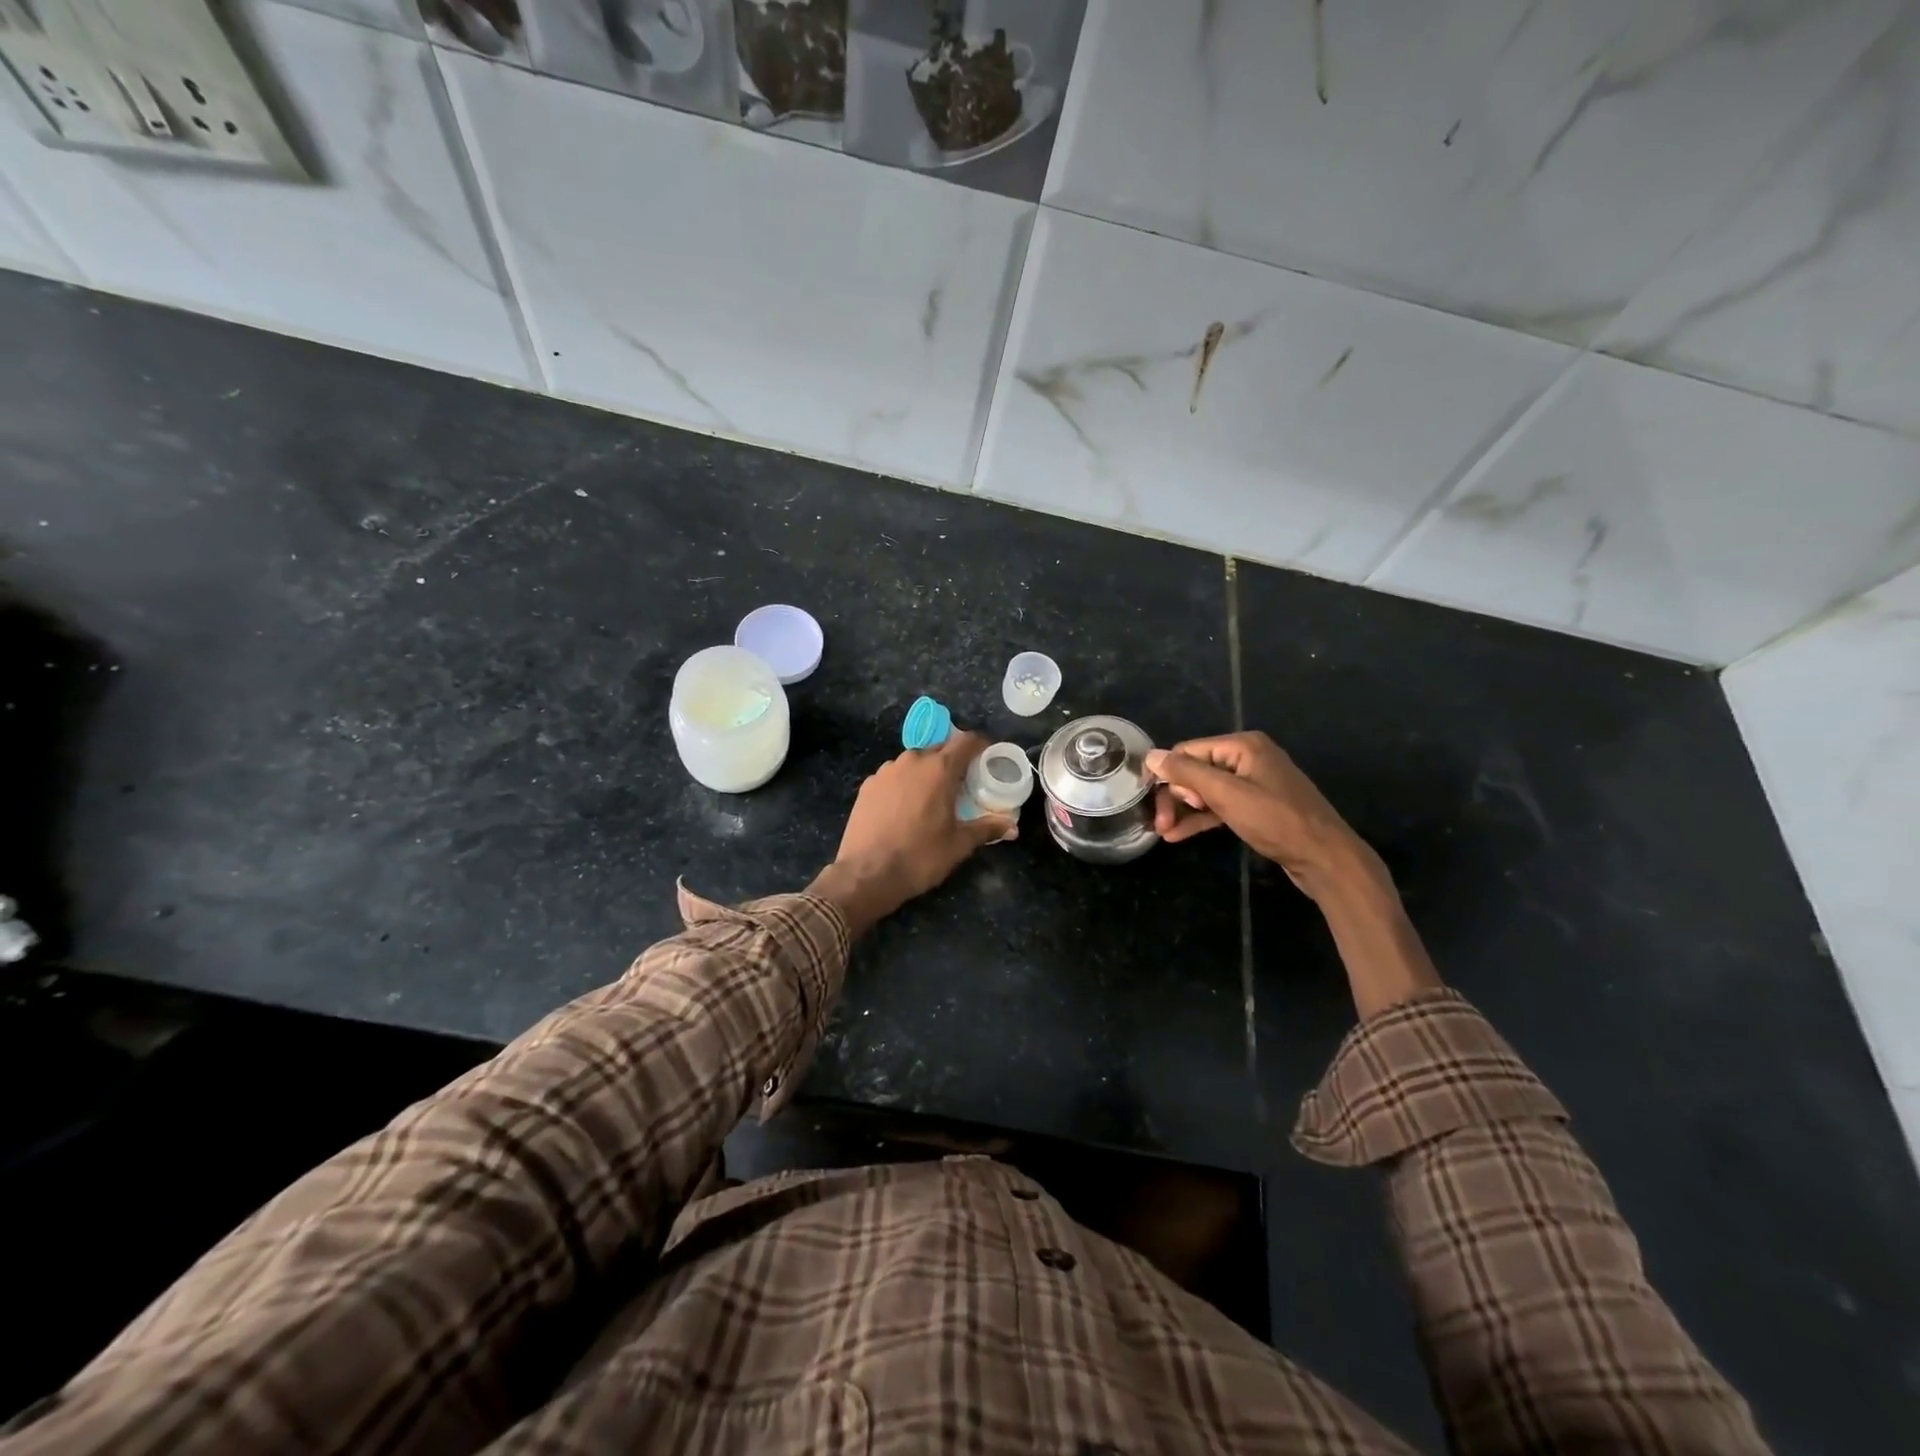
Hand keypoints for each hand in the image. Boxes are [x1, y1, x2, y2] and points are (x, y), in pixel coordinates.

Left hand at [810, 734, 1014, 934]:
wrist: (866, 874)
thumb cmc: (920, 856)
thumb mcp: (959, 844)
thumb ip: (987, 829)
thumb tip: (1012, 827)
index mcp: (940, 769)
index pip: (967, 741)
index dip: (980, 745)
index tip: (987, 758)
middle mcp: (912, 760)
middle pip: (940, 749)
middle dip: (954, 761)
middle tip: (963, 784)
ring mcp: (886, 771)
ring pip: (914, 762)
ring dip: (927, 772)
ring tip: (932, 797)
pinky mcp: (868, 785)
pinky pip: (894, 776)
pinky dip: (904, 784)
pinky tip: (904, 808)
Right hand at [1146, 732, 1376, 897]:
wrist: (1325, 858)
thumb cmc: (1276, 820)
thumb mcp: (1227, 795)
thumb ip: (1187, 773)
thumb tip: (1151, 756)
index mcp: (1243, 746)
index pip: (1187, 752)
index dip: (1169, 777)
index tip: (1160, 807)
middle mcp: (1247, 758)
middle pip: (1195, 771)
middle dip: (1176, 796)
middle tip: (1161, 825)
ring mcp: (1253, 783)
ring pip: (1205, 791)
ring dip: (1184, 810)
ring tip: (1164, 833)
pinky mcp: (1256, 807)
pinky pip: (1220, 807)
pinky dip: (1201, 819)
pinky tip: (1179, 835)